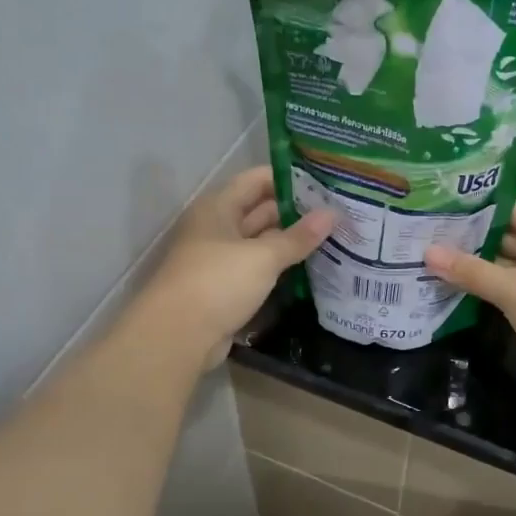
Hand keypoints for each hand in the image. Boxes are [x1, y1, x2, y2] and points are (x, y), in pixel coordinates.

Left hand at [137, 167, 334, 365]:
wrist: (178, 336)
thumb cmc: (218, 282)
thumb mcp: (263, 257)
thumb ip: (298, 237)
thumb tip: (332, 214)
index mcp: (218, 207)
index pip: (257, 180)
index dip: (290, 178)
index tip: (326, 183)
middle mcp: (217, 228)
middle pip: (260, 211)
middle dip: (296, 212)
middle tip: (338, 213)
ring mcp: (220, 259)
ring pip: (261, 243)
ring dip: (291, 242)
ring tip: (333, 238)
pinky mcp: (226, 288)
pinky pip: (258, 270)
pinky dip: (280, 268)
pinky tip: (312, 268)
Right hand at [424, 195, 515, 378]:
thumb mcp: (513, 290)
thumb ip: (470, 271)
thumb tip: (427, 253)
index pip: (510, 204)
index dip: (474, 205)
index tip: (437, 206)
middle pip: (510, 230)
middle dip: (471, 235)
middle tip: (428, 233)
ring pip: (512, 258)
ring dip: (480, 261)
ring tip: (437, 258)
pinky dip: (495, 282)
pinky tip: (462, 284)